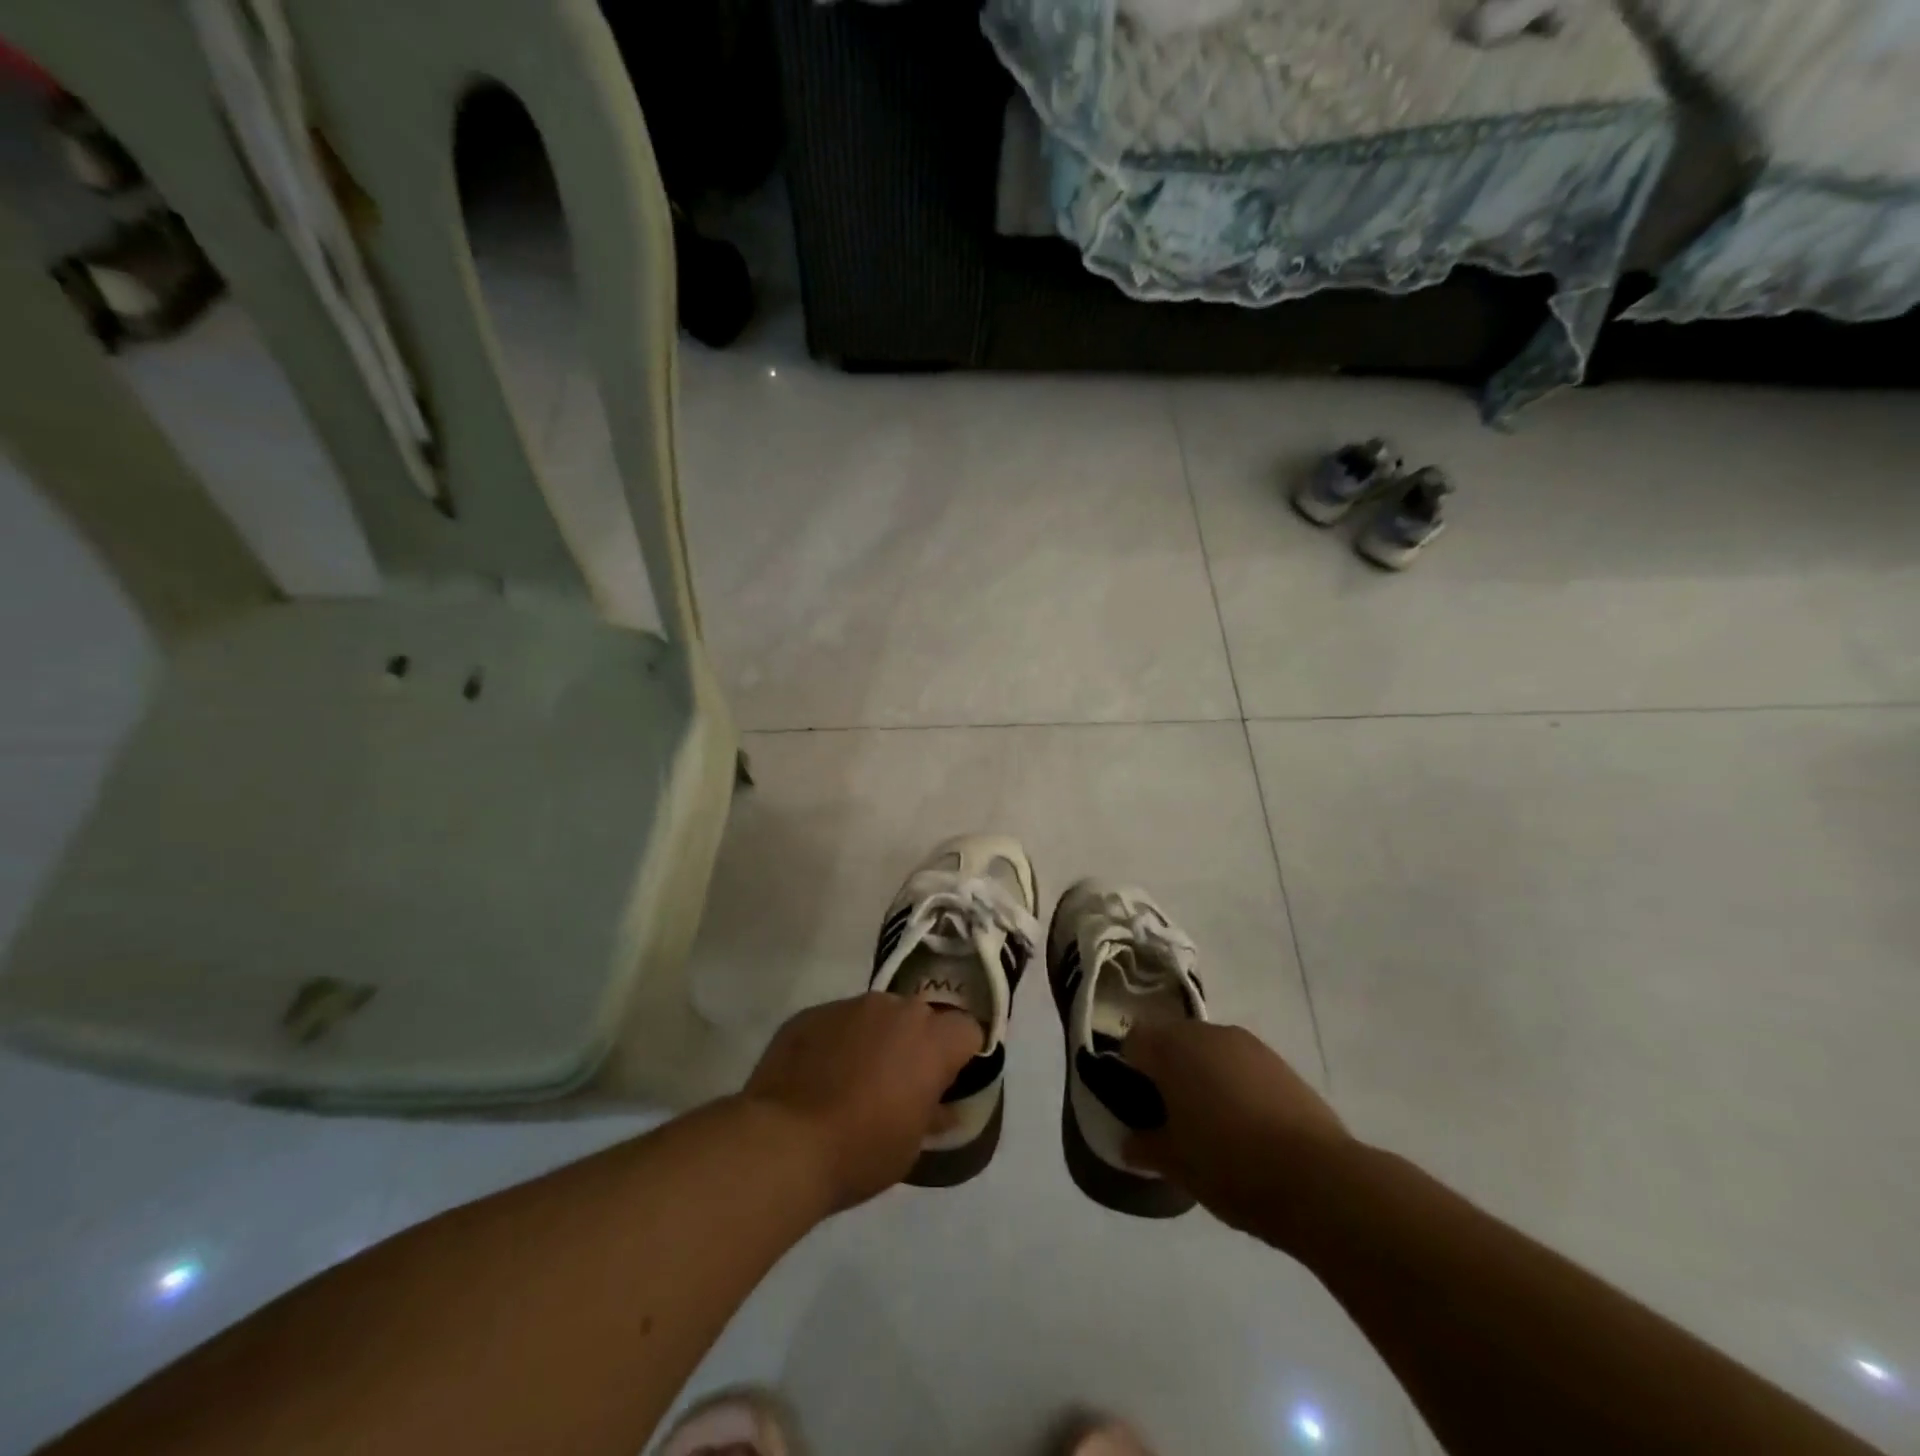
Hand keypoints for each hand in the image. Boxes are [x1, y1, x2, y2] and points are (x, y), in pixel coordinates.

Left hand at [742, 993, 982, 1212]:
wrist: (783, 1142)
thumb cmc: (860, 1151)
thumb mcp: (910, 1146)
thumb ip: (933, 1114)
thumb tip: (943, 1107)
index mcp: (931, 1039)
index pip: (966, 1029)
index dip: (961, 1053)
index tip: (947, 1080)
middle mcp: (895, 1009)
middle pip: (920, 1016)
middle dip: (916, 1042)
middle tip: (900, 1081)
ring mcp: (850, 1006)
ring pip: (876, 1014)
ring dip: (875, 1037)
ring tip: (852, 1077)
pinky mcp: (811, 1012)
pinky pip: (837, 1021)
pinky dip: (836, 1041)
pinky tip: (818, 1076)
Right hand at [1122, 1021, 1350, 1241]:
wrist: (1318, 1180)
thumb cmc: (1229, 1164)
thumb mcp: (1175, 1164)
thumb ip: (1145, 1147)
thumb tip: (1129, 1144)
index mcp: (1172, 1048)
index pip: (1134, 1042)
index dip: (1129, 1072)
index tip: (1137, 1106)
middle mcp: (1207, 1033)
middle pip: (1172, 1041)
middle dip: (1166, 1071)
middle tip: (1170, 1117)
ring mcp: (1248, 1045)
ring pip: (1209, 1052)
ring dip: (1202, 1076)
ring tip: (1211, 1124)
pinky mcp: (1281, 1064)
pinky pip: (1242, 1066)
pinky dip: (1235, 1085)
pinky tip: (1246, 1126)